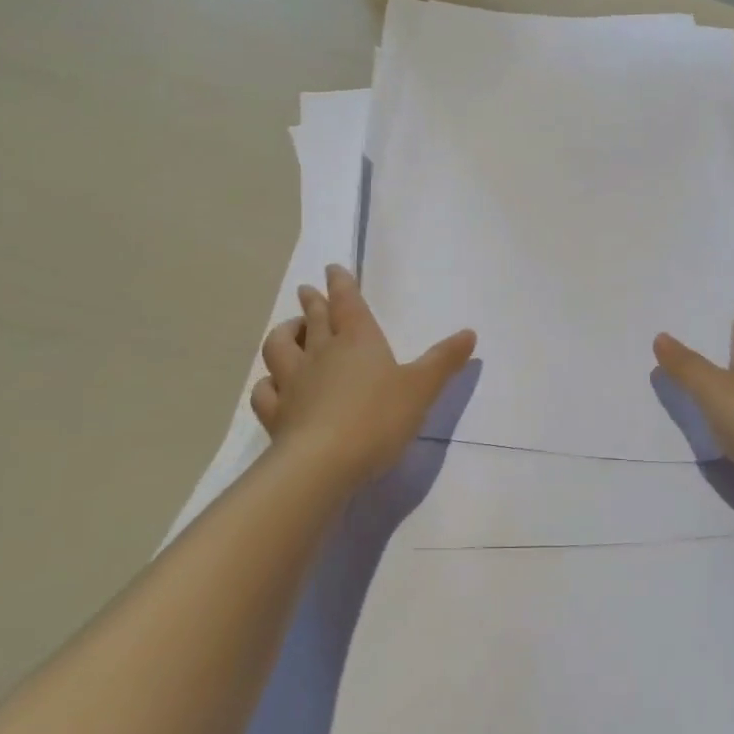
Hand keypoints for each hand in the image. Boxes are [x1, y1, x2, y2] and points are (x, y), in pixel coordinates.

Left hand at [252, 265, 475, 490]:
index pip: (347, 303)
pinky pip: (264, 391)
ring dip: (284, 333)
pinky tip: (271, 384)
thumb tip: (469, 333)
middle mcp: (321, 354)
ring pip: (280, 347)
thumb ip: (444, 361)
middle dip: (312, 302)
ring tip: (289, 329)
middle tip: (307, 291)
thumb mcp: (422, 388)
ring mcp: (293, 383)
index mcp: (358, 341)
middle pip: (314, 319)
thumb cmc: (378, 418)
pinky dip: (267, 383)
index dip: (341, 284)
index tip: (332, 269)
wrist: (323, 464)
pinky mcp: (276, 415)